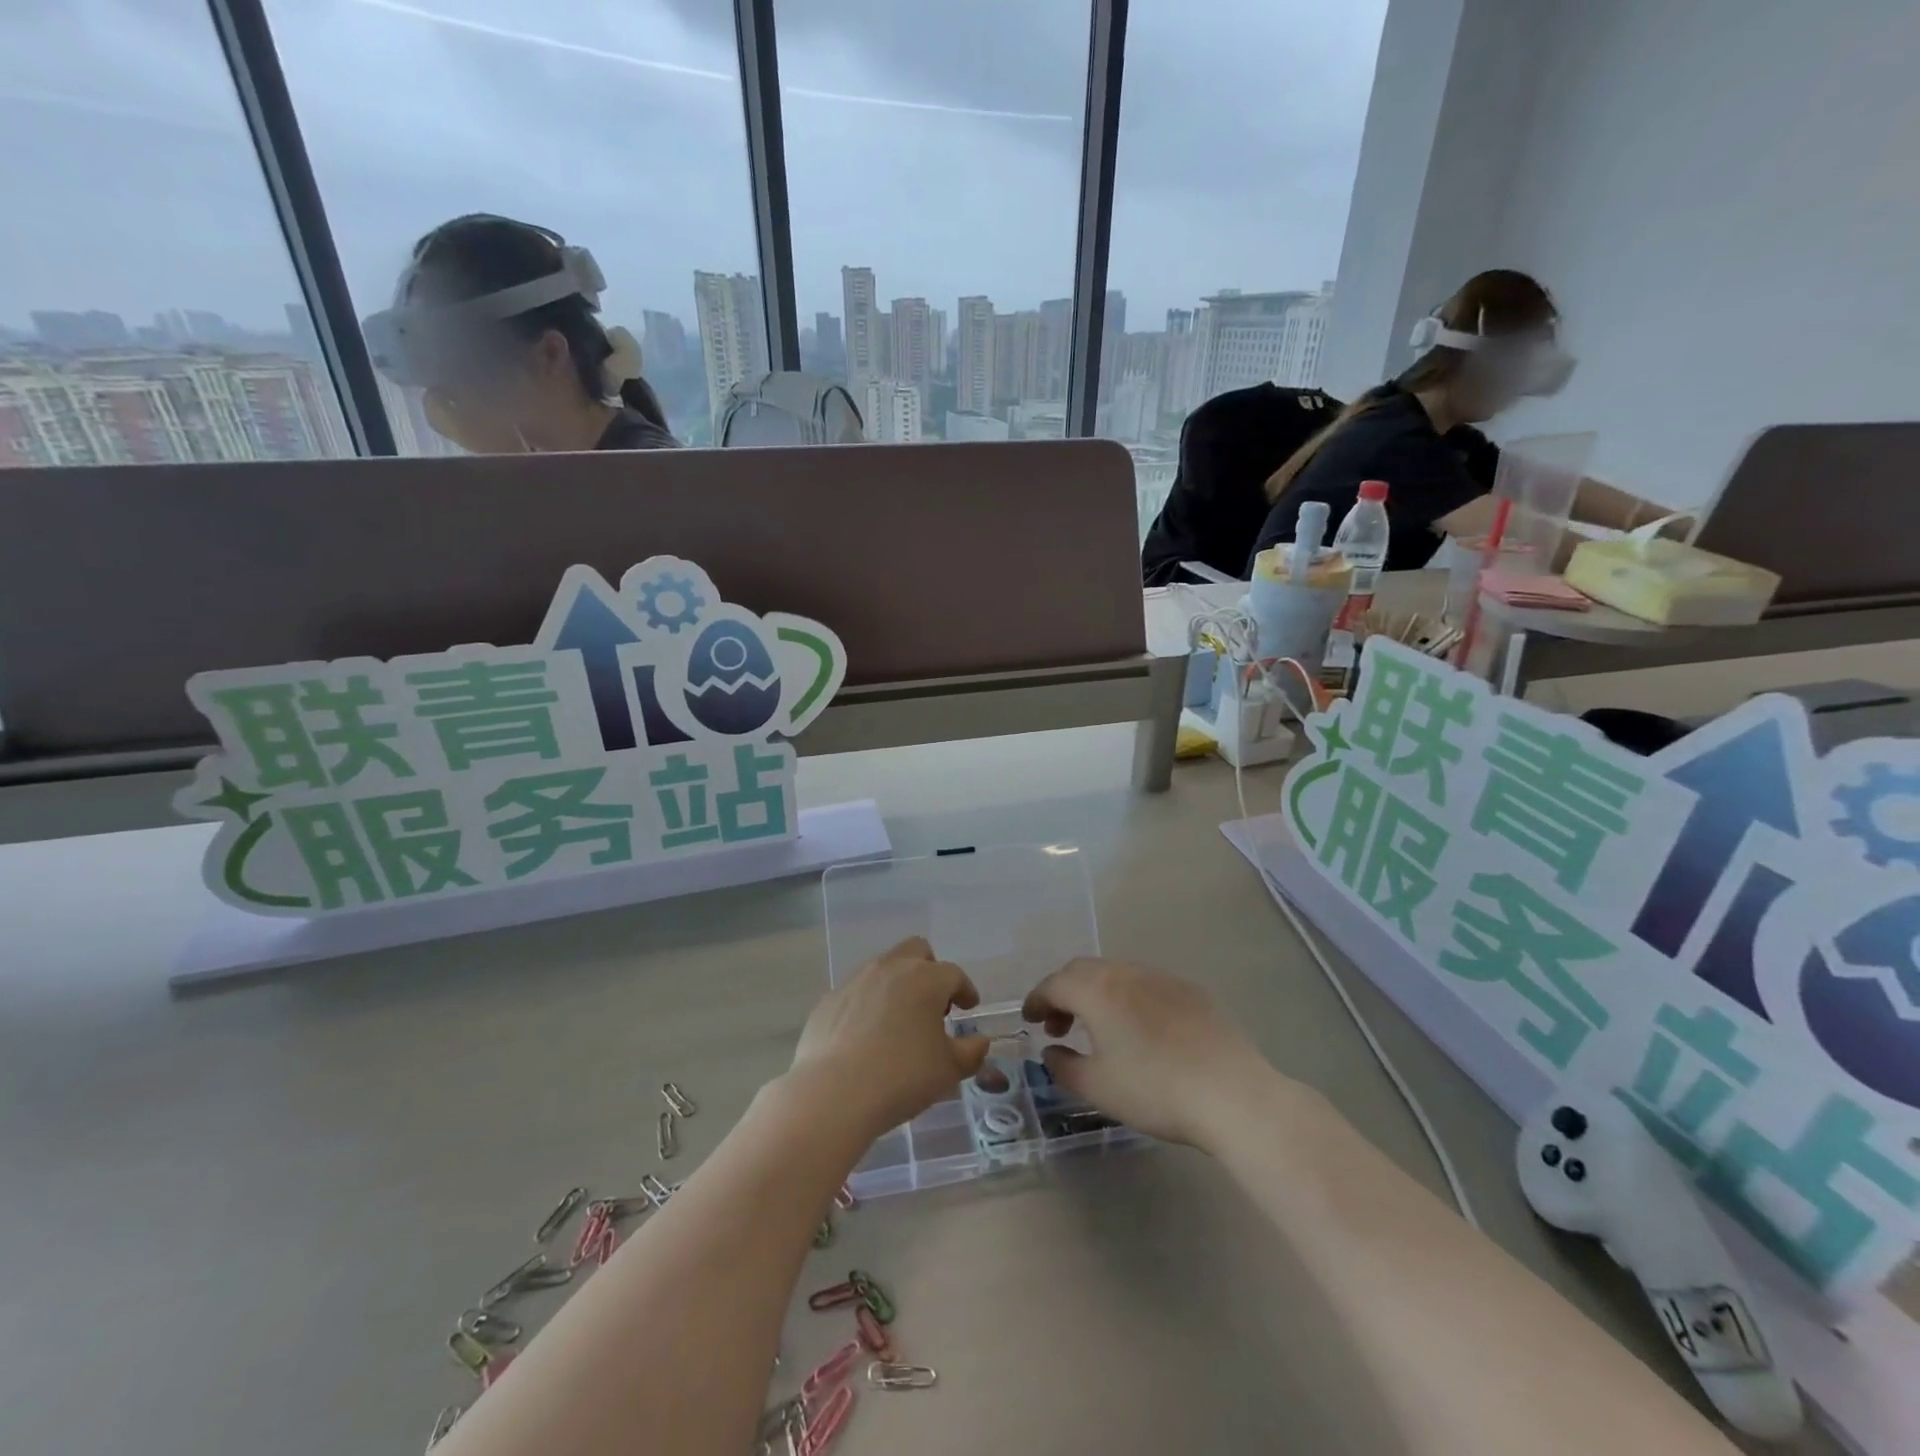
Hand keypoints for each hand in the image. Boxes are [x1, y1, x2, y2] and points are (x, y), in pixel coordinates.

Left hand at [790, 937, 991, 1141]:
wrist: (834, 1093)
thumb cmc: (902, 1077)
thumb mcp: (948, 1070)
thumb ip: (971, 1052)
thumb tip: (980, 1042)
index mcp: (926, 979)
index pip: (954, 974)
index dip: (965, 990)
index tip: (969, 1007)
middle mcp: (891, 968)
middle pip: (916, 951)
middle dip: (930, 970)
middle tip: (933, 1003)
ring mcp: (856, 980)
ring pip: (884, 968)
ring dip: (897, 985)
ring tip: (899, 1022)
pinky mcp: (829, 999)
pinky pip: (857, 992)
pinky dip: (868, 1005)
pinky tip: (867, 1036)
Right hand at [1022, 958, 1277, 1149]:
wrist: (1232, 1094)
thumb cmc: (1155, 1090)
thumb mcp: (1098, 1088)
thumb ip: (1064, 1067)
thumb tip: (1051, 1051)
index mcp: (1098, 990)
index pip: (1054, 984)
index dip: (1036, 1000)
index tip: (1029, 1020)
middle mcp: (1127, 973)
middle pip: (1083, 971)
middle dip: (1064, 993)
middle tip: (1059, 1027)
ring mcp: (1163, 978)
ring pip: (1116, 974)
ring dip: (1097, 994)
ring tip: (1099, 1029)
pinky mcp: (1192, 991)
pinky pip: (1147, 985)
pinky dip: (1129, 999)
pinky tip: (1141, 1031)